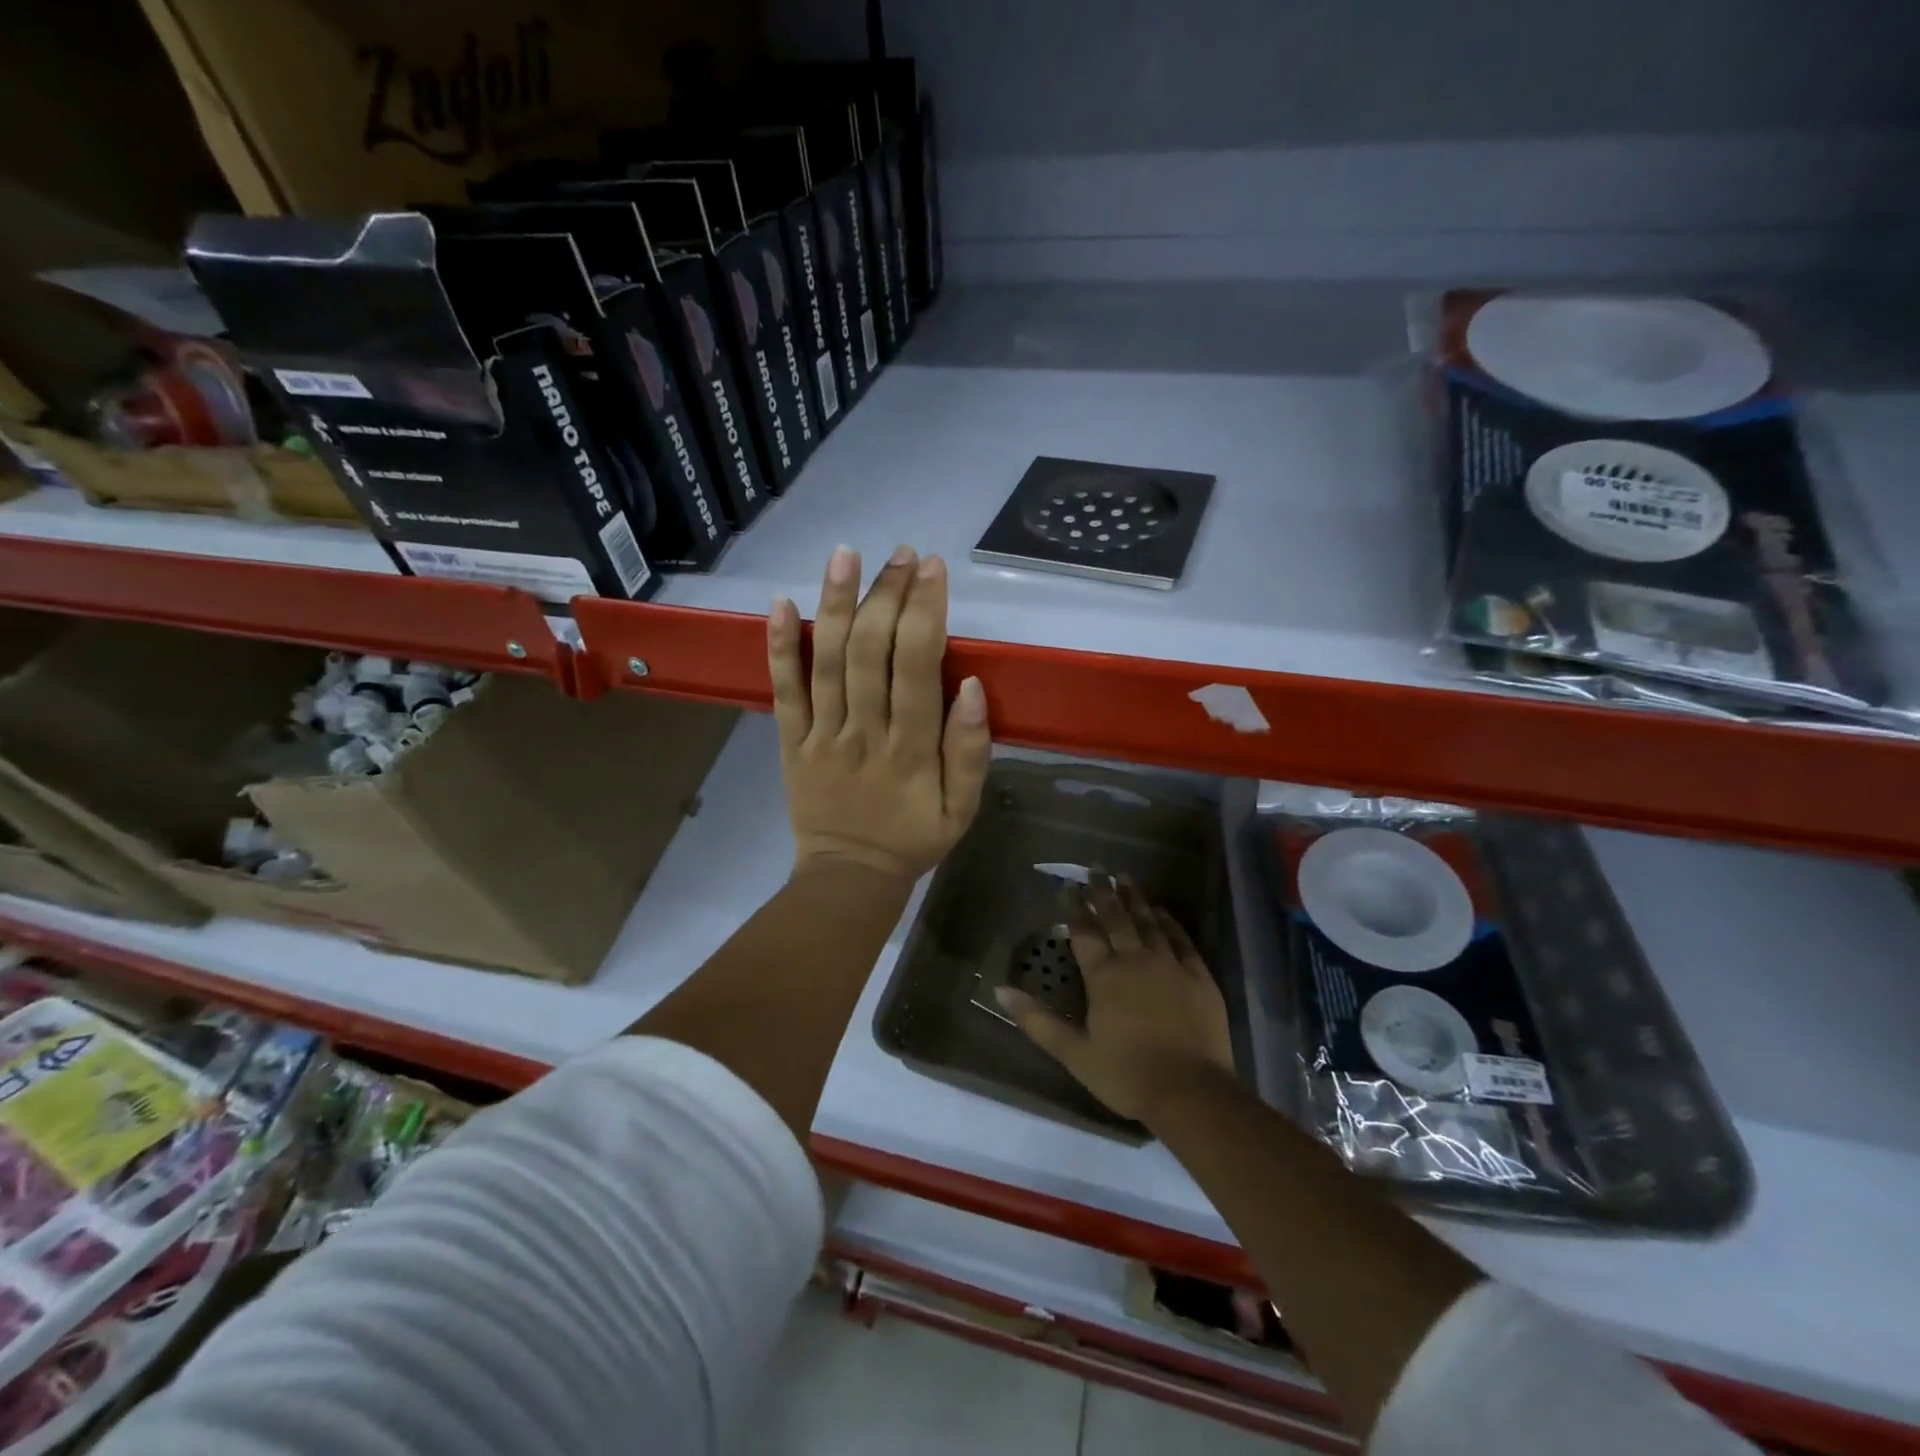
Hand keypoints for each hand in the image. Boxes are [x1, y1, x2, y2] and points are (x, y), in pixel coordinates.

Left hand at [769, 545, 990, 881]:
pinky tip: (779, 601)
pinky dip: (778, 646)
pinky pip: (783, 689)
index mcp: (911, 749)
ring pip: (826, 660)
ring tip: (845, 554)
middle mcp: (864, 732)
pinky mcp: (789, 741)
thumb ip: (971, 751)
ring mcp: (821, 735)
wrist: (849, 878)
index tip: (933, 569)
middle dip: (886, 595)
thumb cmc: (914, 839)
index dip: (925, 612)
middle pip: (870, 652)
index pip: (918, 667)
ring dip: (835, 603)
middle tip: (901, 555)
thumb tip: (974, 687)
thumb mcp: (963, 809)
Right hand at [999, 877, 1234, 1122]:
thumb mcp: (1074, 1053)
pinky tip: (1162, 912)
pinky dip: (1169, 922)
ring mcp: (1170, 965)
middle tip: (1096, 868)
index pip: (1084, 931)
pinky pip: (1181, 940)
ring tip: (1125, 878)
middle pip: (1116, 918)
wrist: (1191, 1093)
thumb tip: (1000, 990)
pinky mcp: (1199, 977)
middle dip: (1103, 892)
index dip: (1074, 907)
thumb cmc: (1126, 1075)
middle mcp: (1135, 960)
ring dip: (1135, 899)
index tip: (1067, 886)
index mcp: (1104, 976)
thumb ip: (1037, 1020)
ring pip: (1148, 922)